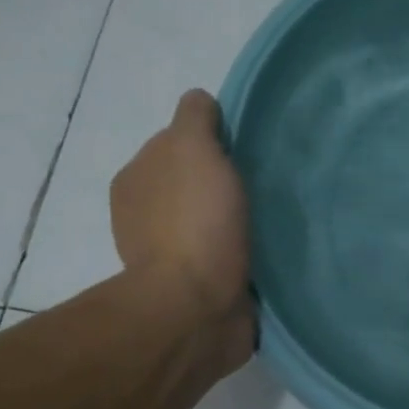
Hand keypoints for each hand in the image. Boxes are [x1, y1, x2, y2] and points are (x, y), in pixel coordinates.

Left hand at [111, 90, 253, 365]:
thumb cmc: (194, 222)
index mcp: (136, 180)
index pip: (176, 145)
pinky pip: (224, 256)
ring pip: (211, 221)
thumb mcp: (192, 148)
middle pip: (195, 183)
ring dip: (237, 220)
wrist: (196, 308)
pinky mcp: (196, 289)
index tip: (243, 153)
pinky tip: (265, 250)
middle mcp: (144, 216)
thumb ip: (195, 118)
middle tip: (264, 186)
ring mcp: (168, 256)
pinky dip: (242, 251)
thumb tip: (200, 101)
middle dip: (225, 183)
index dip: (211, 143)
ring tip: (272, 220)